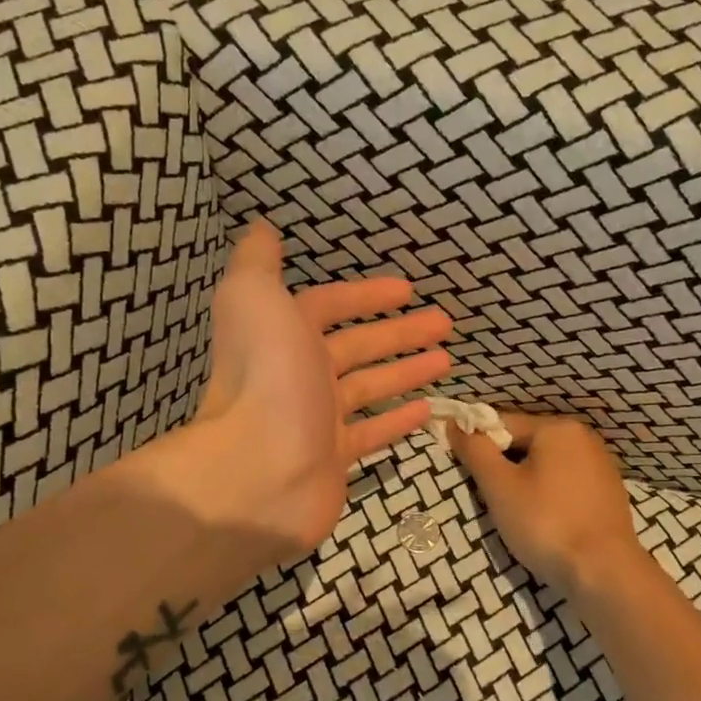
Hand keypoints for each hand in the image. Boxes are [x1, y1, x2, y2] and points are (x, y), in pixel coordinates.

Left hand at [180, 221, 452, 552]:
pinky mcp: (334, 459)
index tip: (408, 289)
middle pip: (356, 347)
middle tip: (446, 323)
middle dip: (400, 332)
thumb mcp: (254, 299)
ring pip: (369, 388)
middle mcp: (298, 374)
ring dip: (405, 371)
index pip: (327, 305)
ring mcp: (317, 420)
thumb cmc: (268, 379)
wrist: (260, 472)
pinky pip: (371, 433)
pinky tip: (427, 409)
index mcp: (282, 334)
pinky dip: (397, 420)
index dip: (365, 295)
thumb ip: (258, 262)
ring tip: (446, 359)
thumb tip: (261, 228)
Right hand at [451, 412, 647, 594]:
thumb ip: (475, 450)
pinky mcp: (608, 493)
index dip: (478, 445)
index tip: (466, 473)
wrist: (604, 572)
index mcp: (558, 428)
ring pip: (546, 465)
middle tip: (490, 499)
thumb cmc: (546, 523)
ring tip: (516, 515)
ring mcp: (600, 465)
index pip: (502, 424)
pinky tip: (544, 521)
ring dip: (525, 483)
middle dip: (503, 467)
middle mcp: (584, 437)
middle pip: (526, 443)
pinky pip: (566, 483)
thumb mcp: (499, 486)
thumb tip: (455, 424)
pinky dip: (548, 496)